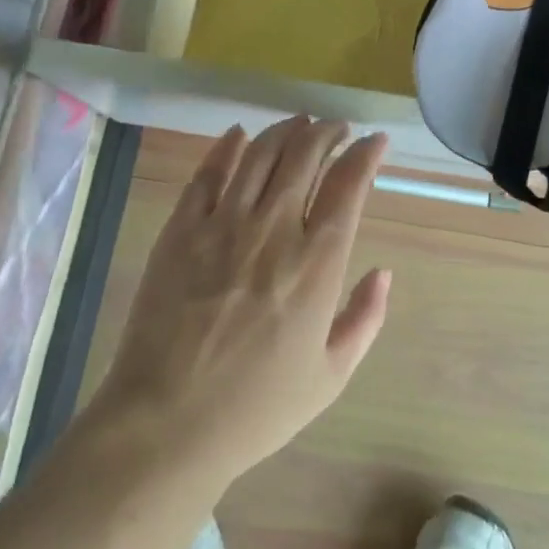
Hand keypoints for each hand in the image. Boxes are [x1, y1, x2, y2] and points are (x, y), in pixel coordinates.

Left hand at [87, 118, 392, 488]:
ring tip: (299, 123)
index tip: (375, 141)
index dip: (366, 153)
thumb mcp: (330, 377)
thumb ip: (365, 319)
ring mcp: (223, 224)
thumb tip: (384, 272)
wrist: (165, 426)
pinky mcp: (182, 229)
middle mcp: (274, 230)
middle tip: (337, 128)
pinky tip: (239, 135)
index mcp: (316, 264)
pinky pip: (209, 173)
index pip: (349, 184)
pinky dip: (228, 146)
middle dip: (328, 131)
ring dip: (285, 129)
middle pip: (306, 155)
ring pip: (261, 153)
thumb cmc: (255, 408)